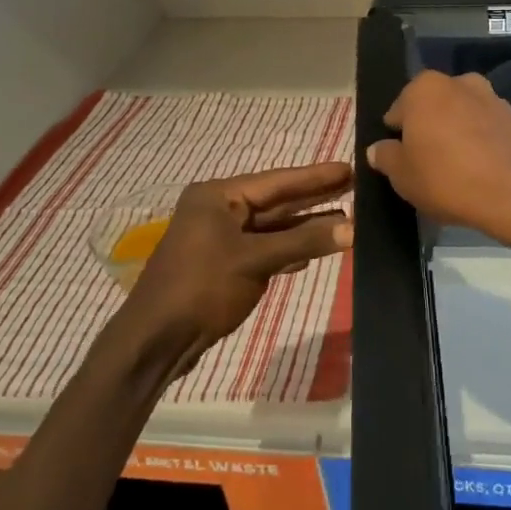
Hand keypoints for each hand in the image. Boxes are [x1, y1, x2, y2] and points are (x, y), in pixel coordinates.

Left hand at [118, 162, 353, 373]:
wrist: (155, 342)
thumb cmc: (201, 289)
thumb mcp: (255, 260)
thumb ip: (304, 241)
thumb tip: (353, 228)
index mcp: (217, 196)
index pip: (277, 181)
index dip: (315, 176)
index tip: (349, 167)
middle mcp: (219, 211)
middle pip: (276, 202)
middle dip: (314, 198)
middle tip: (355, 187)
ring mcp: (221, 239)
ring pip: (273, 227)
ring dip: (306, 226)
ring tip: (347, 218)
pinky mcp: (225, 265)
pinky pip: (265, 248)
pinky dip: (290, 248)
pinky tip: (316, 248)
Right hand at [366, 71, 510, 247]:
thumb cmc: (446, 179)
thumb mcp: (402, 176)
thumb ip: (386, 157)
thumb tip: (378, 149)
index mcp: (424, 88)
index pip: (398, 110)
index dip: (396, 135)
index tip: (400, 158)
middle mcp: (457, 82)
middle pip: (432, 106)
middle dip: (427, 128)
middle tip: (424, 164)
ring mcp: (490, 97)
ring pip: (460, 114)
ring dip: (454, 132)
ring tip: (453, 168)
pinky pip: (484, 128)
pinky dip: (478, 141)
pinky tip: (478, 169)